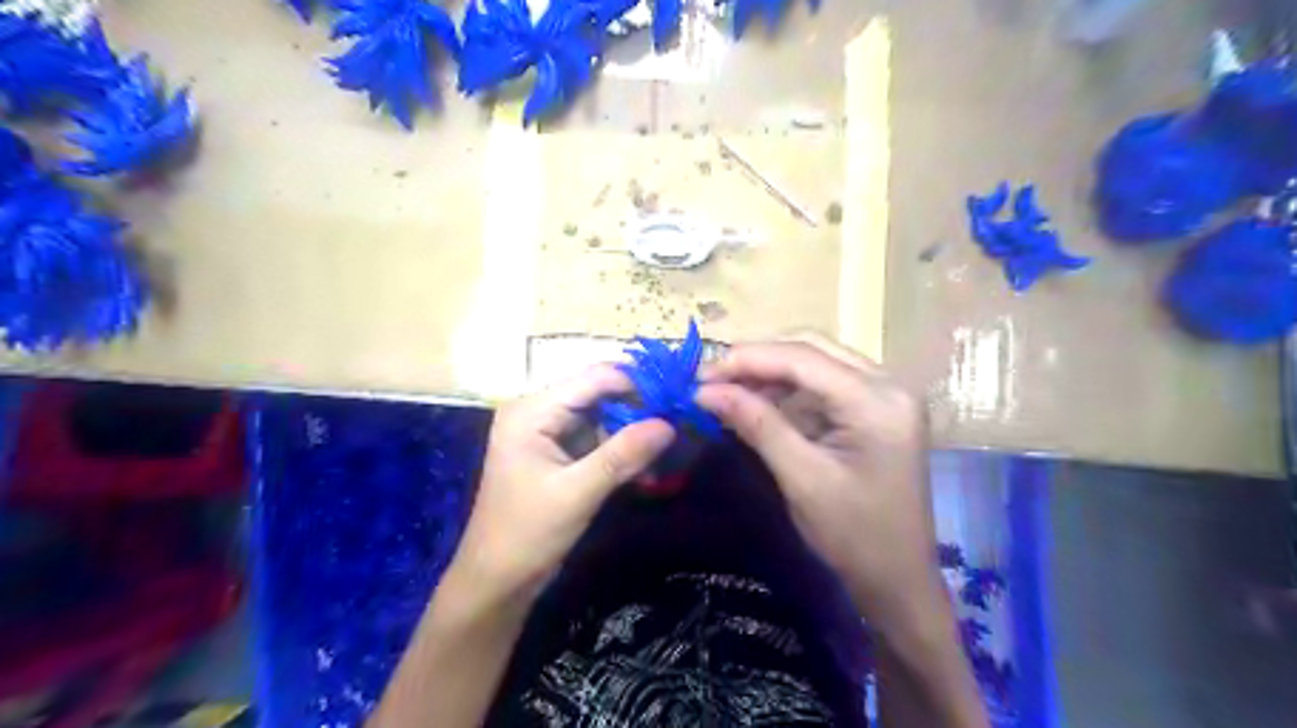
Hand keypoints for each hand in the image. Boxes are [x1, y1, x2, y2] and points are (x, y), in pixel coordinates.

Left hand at [450, 366, 672, 605]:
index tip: (676, 399)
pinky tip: (646, 470)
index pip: (594, 378)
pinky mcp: (557, 453)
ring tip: (667, 451)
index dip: (637, 383)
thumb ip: (622, 455)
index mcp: (531, 410)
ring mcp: (547, 432)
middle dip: (638, 409)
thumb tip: (669, 424)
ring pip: (602, 416)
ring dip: (633, 433)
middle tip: (678, 424)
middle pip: (599, 393)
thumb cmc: (527, 534)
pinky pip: (596, 439)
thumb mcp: (577, 493)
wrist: (496, 582)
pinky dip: (621, 451)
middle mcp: (538, 410)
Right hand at [694, 336, 949, 630]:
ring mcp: (883, 396)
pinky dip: (786, 393)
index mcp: (877, 400)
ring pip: (815, 364)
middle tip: (711, 379)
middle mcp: (887, 384)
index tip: (700, 374)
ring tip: (725, 391)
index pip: (803, 357)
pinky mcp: (873, 411)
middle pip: (811, 349)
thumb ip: (756, 425)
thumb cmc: (856, 537)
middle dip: (757, 360)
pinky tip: (756, 404)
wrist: (899, 582)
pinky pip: (822, 387)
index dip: (747, 359)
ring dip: (769, 375)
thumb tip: (705, 391)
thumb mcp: (801, 478)